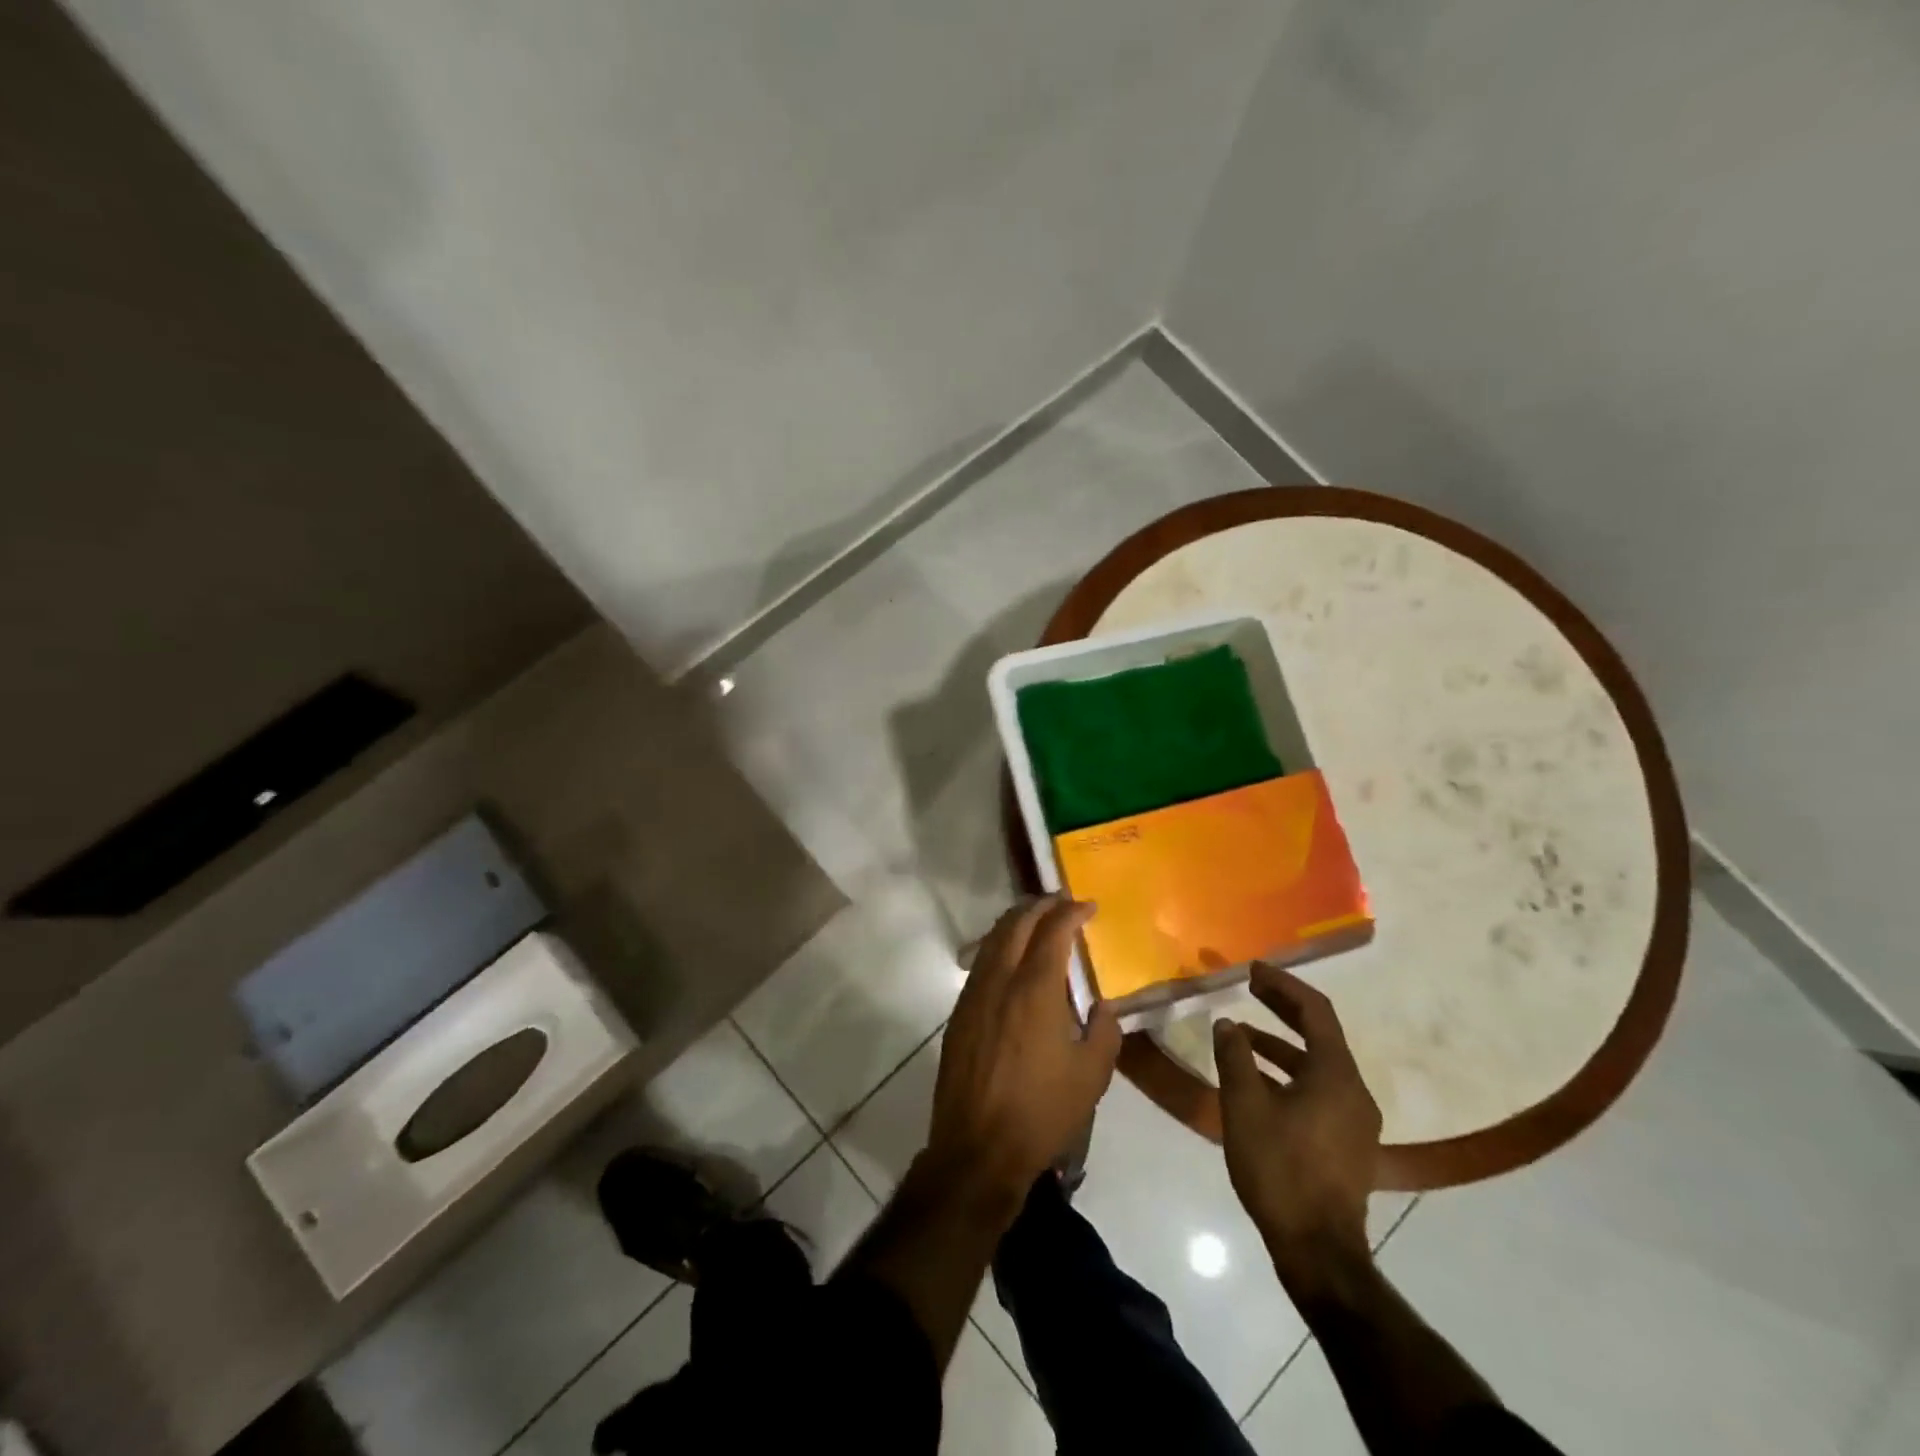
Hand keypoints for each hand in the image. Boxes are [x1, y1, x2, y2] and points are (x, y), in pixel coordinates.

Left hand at [927, 897, 1120, 1206]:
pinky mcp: (959, 1014)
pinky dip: (999, 946)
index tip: (1087, 906)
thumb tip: (1102, 1007)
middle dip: (1039, 906)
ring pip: (993, 940)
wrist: (978, 1148)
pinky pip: (981, 963)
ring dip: (1016, 922)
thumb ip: (1104, 1032)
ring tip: (1037, 921)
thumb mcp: (1091, 1076)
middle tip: (1061, 902)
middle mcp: (1000, 981)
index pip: (1053, 932)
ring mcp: (974, 995)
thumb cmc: (1041, 1112)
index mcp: (1035, 990)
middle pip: (1016, 924)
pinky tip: (1012, 960)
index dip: (1070, 912)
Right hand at [1214, 963, 1381, 1286]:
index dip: (1284, 985)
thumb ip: (1234, 1057)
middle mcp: (1353, 1089)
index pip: (1315, 1011)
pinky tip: (1256, 1081)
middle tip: (1250, 988)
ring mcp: (1354, 1118)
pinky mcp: (1346, 1140)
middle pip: (1320, 1033)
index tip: (1253, 970)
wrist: (1318, 1250)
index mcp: (1336, 1074)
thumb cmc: (1280, 1169)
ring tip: (1240, 1036)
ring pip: (1316, 1064)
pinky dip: (1288, 1073)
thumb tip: (1227, 1024)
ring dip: (1280, 1044)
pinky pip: (1317, 1088)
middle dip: (1283, 1007)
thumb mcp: (1244, 1106)